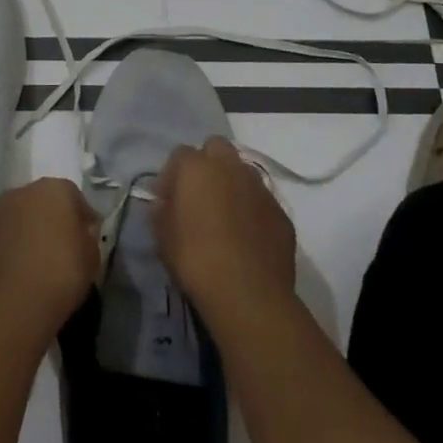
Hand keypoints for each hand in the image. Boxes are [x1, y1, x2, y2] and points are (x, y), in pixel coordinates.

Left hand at [0, 178, 100, 342]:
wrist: (7, 307)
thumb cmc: (59, 276)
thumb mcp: (91, 259)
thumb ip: (88, 238)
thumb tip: (81, 233)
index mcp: (55, 188)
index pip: (75, 197)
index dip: (83, 219)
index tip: (88, 239)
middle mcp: (23, 191)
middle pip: (44, 202)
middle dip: (53, 221)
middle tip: (63, 249)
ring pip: (21, 218)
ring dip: (29, 232)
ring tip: (38, 263)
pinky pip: (4, 237)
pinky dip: (11, 248)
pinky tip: (18, 272)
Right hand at [152, 138, 296, 327]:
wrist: (249, 294)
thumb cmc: (196, 260)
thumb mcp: (162, 236)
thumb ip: (161, 209)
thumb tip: (165, 201)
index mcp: (196, 166)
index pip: (180, 154)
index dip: (173, 175)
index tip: (168, 199)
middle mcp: (230, 166)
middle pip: (217, 148)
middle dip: (207, 164)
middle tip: (200, 196)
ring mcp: (259, 187)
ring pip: (243, 171)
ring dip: (233, 184)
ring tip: (226, 217)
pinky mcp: (281, 211)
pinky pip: (262, 200)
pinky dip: (253, 210)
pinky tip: (248, 236)